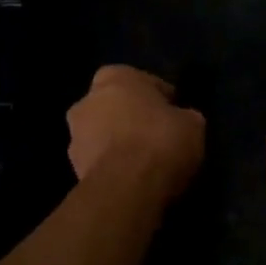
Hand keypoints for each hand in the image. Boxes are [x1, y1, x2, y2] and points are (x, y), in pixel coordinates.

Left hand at [67, 66, 205, 203]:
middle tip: (159, 137)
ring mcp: (75, 135)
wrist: (126, 188)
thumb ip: (183, 116)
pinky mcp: (73, 167)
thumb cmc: (160, 141)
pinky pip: (100, 161)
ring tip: (146, 163)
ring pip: (104, 134)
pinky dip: (113, 166)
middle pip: (118, 107)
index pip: (145, 82)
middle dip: (134, 119)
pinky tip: (133, 179)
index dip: (163, 99)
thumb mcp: (192, 123)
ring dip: (120, 143)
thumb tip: (181, 120)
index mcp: (115, 76)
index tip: (176, 115)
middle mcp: (87, 99)